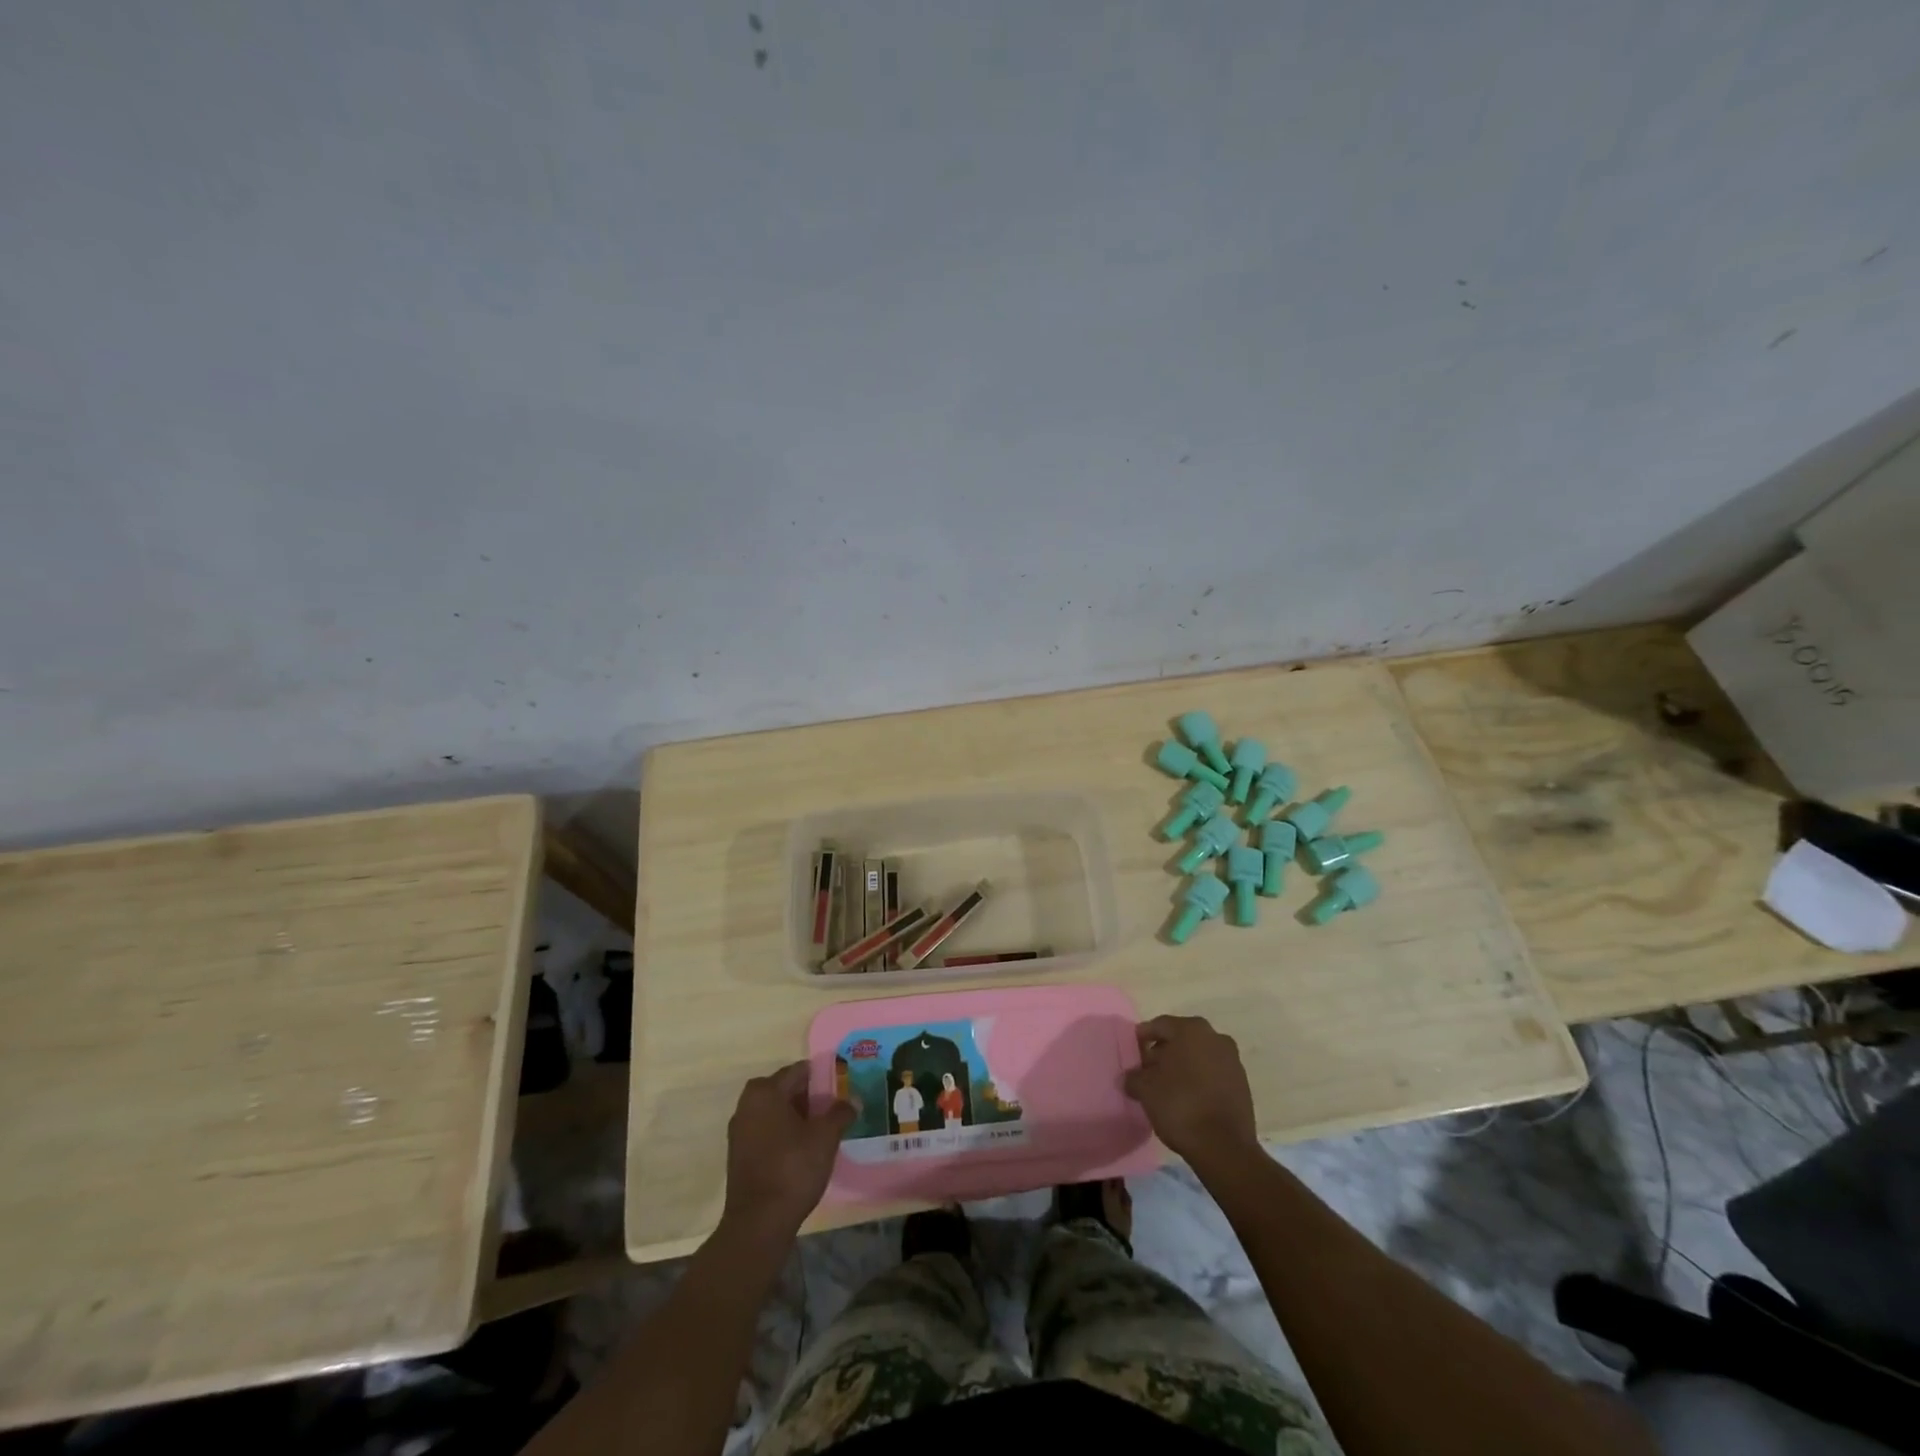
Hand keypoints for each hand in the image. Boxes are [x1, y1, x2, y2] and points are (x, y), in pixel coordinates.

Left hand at [722, 1062, 854, 1240]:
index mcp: (765, 1091)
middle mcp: (747, 1105)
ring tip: (822, 1130)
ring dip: (797, 1117)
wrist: (758, 1223)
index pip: (799, 1071)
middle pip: (785, 1090)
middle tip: (834, 1109)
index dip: (823, 1078)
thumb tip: (854, 1100)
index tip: (841, 1088)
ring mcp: (739, 1131)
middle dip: (810, 1098)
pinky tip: (803, 1150)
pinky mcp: (739, 1155)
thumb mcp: (825, 1137)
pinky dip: (784, 1134)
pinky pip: (766, 1132)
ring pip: (775, 1112)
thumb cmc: (792, 1169)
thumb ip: (840, 1113)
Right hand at [1124, 1015, 1258, 1169]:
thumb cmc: (1180, 1105)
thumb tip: (1130, 1077)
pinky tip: (1187, 1097)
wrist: (1224, 1147)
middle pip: (1181, 1039)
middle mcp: (1215, 1037)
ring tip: (1166, 1087)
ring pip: (1199, 1056)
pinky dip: (1199, 1080)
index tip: (1132, 1053)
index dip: (1142, 1038)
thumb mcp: (1145, 1089)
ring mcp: (1232, 1060)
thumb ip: (1134, 1077)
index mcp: (1191, 1029)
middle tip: (1147, 1070)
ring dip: (1183, 1066)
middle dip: (1163, 1052)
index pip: (1159, 1026)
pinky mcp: (1242, 1084)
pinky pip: (1213, 1073)